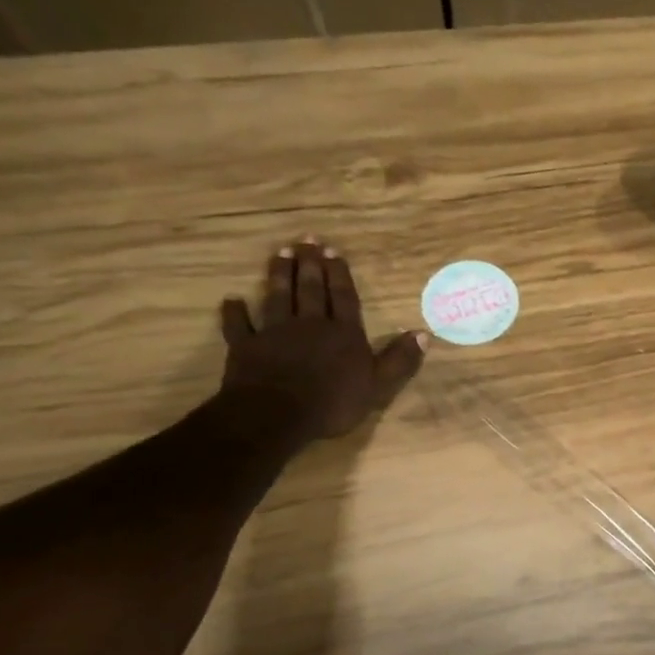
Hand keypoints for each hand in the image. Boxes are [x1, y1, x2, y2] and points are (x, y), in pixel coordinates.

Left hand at [220, 239, 426, 443]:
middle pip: (310, 289)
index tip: (333, 251)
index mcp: (343, 333)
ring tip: (280, 253)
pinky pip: (239, 326)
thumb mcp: (379, 385)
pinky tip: (232, 300)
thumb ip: (399, 359)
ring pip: (278, 297)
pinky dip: (235, 313)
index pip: (343, 297)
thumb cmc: (333, 402)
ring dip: (278, 275)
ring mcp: (275, 333)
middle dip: (309, 264)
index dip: (339, 274)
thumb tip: (423, 334)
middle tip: (306, 240)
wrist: (276, 415)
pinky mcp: (246, 347)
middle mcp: (310, 325)